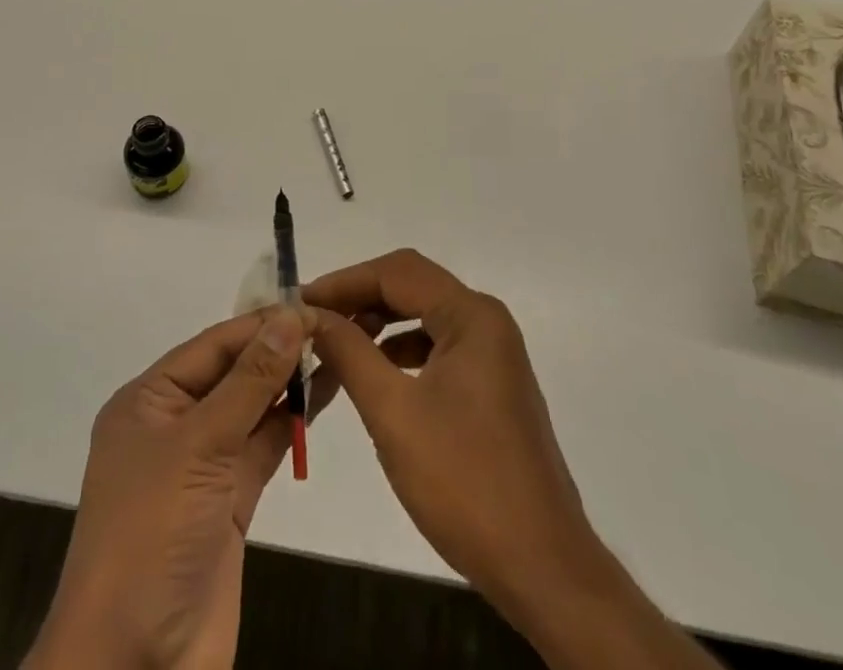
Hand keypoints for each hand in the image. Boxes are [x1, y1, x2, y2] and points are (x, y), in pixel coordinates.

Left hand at [25, 306, 314, 669]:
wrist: (133, 667)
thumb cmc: (151, 535)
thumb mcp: (198, 446)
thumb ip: (249, 381)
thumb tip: (290, 317)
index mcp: (149, 400)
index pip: (213, 344)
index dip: (262, 323)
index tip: (313, 304)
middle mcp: (174, 424)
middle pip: (233, 372)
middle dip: (280, 348)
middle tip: (337, 323)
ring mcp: (202, 465)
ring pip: (252, 408)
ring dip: (291, 382)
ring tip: (342, 349)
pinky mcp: (228, 502)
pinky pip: (263, 446)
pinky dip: (292, 422)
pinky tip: (325, 395)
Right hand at [305, 250, 715, 669]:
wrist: (543, 569)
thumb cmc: (465, 483)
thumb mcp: (393, 413)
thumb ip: (349, 353)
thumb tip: (310, 315)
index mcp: (472, 316)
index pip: (396, 273)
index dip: (344, 281)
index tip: (300, 301)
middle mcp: (486, 322)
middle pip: (410, 288)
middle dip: (358, 300)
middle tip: (312, 321)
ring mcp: (492, 353)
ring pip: (422, 317)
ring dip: (377, 326)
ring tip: (334, 346)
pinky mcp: (490, 384)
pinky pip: (436, 347)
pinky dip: (399, 352)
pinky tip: (373, 375)